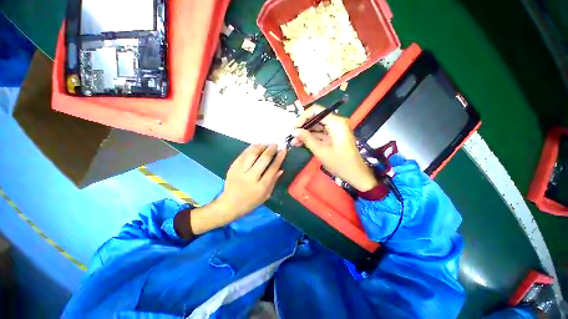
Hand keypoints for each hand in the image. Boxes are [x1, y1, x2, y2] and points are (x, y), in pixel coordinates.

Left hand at [217, 144, 285, 217]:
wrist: (229, 204)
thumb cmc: (250, 202)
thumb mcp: (265, 195)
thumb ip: (273, 181)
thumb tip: (281, 169)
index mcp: (260, 187)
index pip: (272, 169)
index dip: (279, 158)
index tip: (283, 150)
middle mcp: (250, 177)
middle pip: (263, 160)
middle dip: (270, 150)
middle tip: (275, 144)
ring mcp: (240, 171)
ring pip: (252, 154)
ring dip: (260, 147)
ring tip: (266, 144)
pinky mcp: (233, 167)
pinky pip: (243, 154)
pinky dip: (250, 148)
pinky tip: (256, 145)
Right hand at [291, 105, 377, 191]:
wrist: (355, 174)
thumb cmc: (340, 163)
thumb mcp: (321, 151)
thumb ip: (307, 139)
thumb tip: (294, 131)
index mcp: (336, 123)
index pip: (316, 111)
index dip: (303, 117)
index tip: (294, 128)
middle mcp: (336, 123)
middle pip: (316, 118)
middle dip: (303, 127)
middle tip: (292, 136)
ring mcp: (335, 130)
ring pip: (317, 127)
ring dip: (305, 133)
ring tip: (294, 141)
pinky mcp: (333, 136)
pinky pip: (320, 134)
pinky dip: (311, 138)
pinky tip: (301, 143)